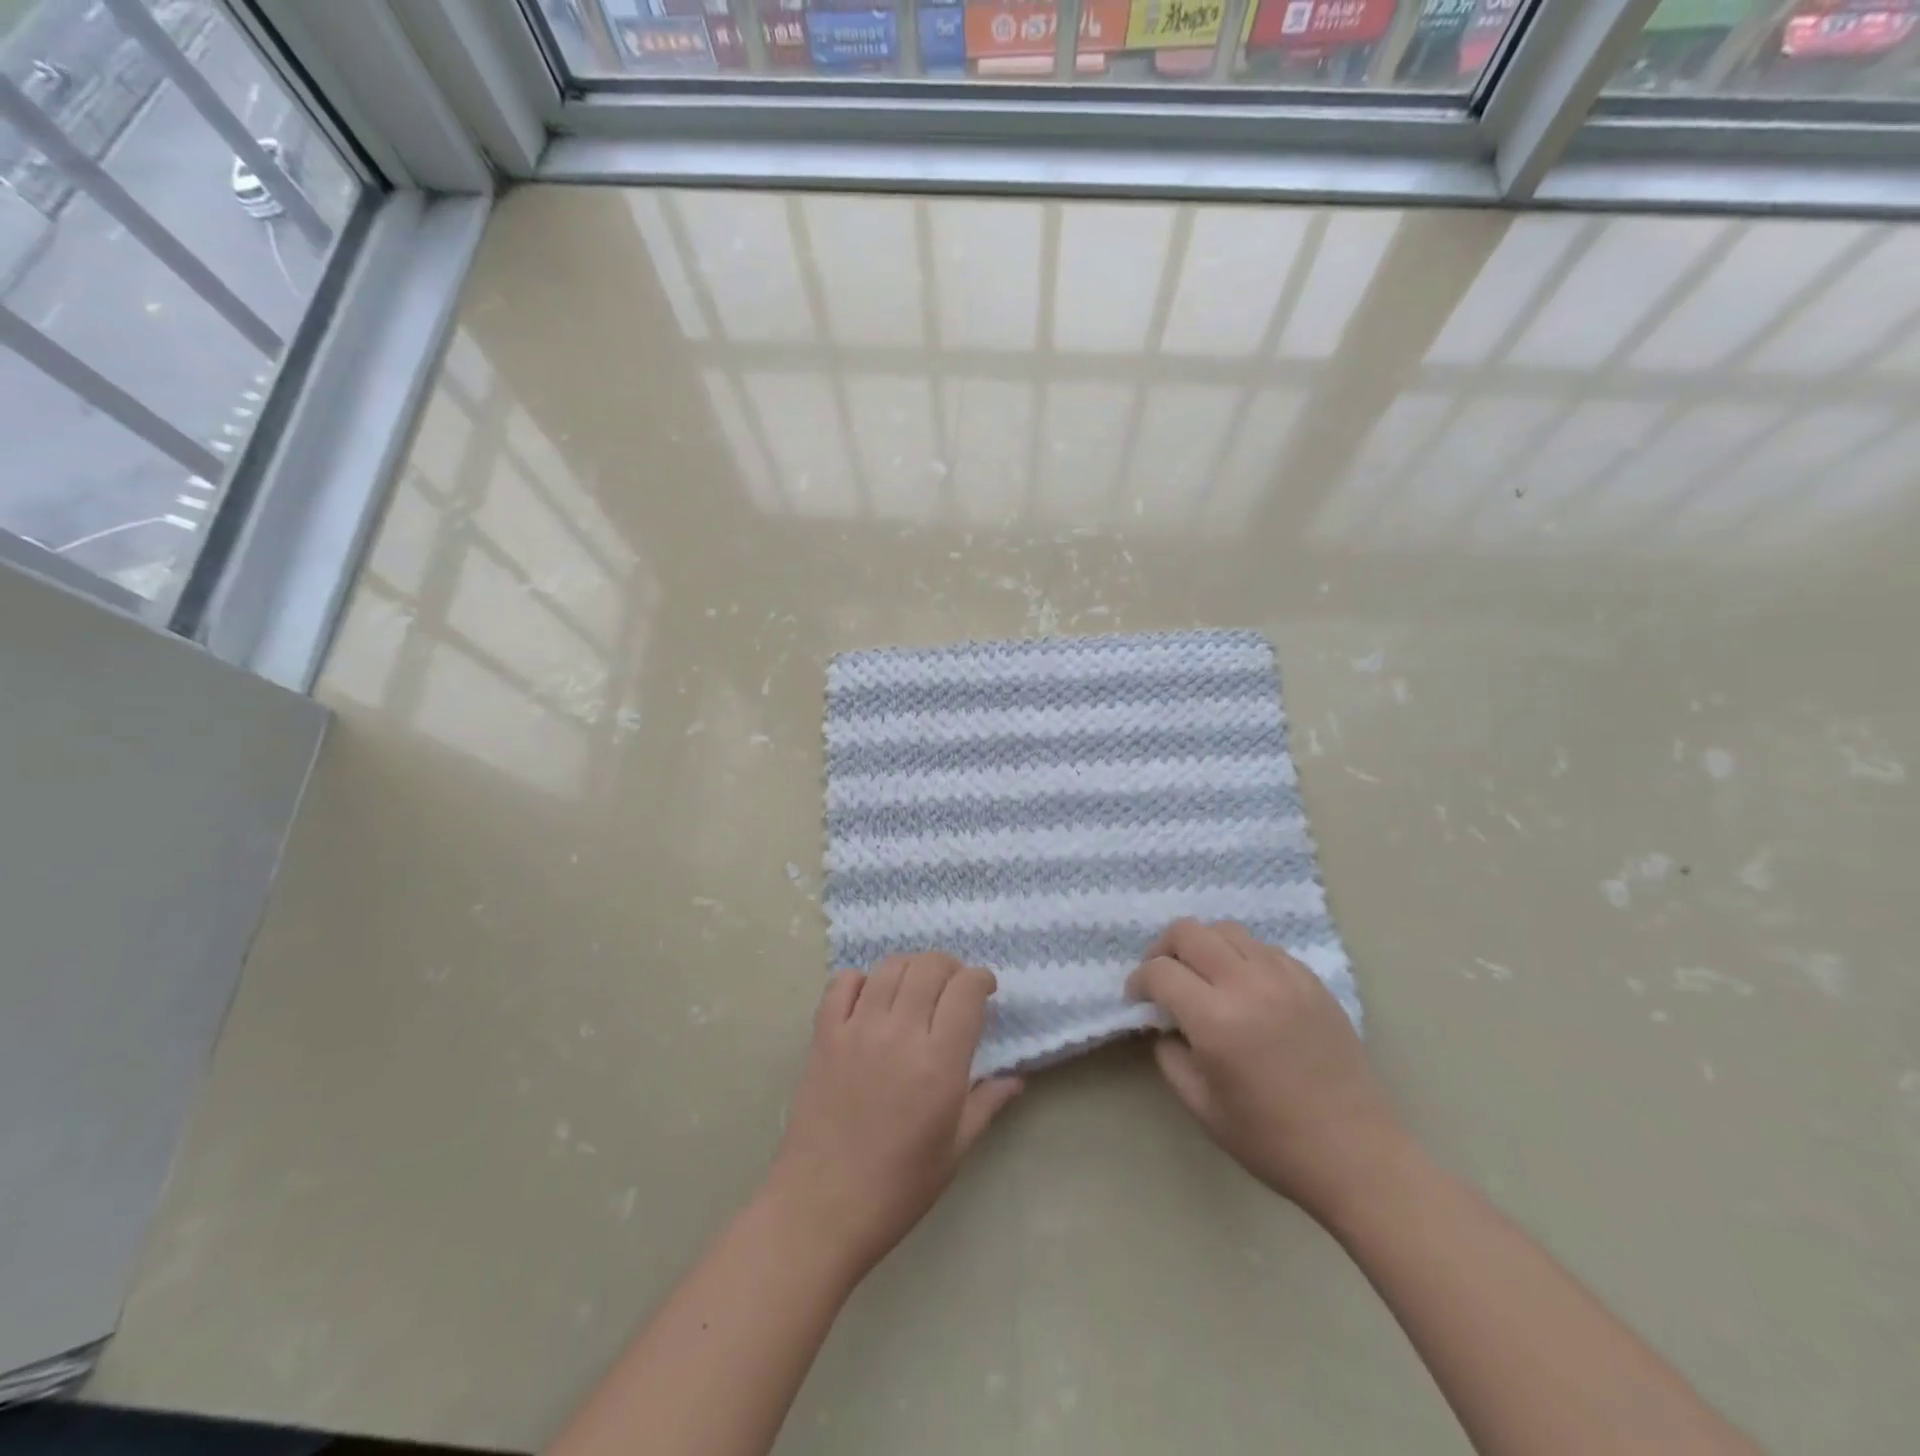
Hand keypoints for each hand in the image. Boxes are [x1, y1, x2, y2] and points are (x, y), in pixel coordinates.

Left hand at [765, 953, 1023, 1278]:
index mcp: (938, 1062)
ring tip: (917, 990)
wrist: (820, 1209)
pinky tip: (871, 1000)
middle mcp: (899, 1032)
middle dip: (951, 968)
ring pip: (890, 966)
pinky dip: (861, 980)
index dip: (981, 979)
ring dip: (912, 968)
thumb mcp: (955, 1151)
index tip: (985, 991)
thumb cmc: (897, 1187)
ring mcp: (856, 1028)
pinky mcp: (824, 1034)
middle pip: (930, 966)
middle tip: (954, 990)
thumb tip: (1017, 1079)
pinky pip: (842, 983)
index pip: (966, 989)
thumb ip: (987, 1104)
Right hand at [1126, 919, 1405, 1220]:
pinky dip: (1242, 957)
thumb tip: (1164, 1023)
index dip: (1139, 980)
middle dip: (1163, 948)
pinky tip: (1245, 988)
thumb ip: (1169, 1055)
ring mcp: (1284, 977)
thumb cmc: (1272, 1141)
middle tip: (1163, 977)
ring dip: (1203, 946)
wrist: (1357, 1155)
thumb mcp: (1201, 1106)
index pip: (1160, 971)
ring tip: (1203, 976)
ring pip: (1227, 930)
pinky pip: (1263, 948)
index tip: (1137, 998)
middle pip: (1189, 931)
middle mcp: (1248, 985)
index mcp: (1216, 1020)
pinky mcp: (1312, 981)